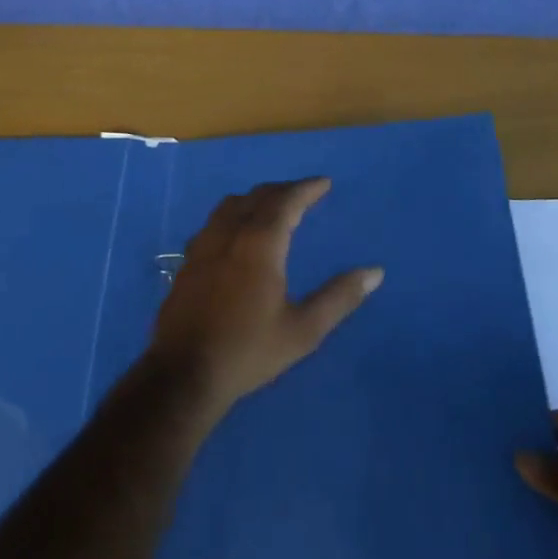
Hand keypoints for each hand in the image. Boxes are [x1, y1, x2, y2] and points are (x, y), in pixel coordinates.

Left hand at [150, 178, 383, 414]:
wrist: (182, 375)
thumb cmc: (248, 351)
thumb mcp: (303, 330)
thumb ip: (339, 297)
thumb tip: (375, 272)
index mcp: (259, 243)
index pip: (286, 201)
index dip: (306, 188)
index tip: (324, 183)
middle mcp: (229, 234)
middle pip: (257, 197)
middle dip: (283, 190)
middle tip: (303, 193)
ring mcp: (203, 246)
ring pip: (230, 205)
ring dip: (255, 198)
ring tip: (271, 206)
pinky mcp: (187, 262)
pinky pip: (213, 222)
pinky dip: (233, 214)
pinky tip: (236, 234)